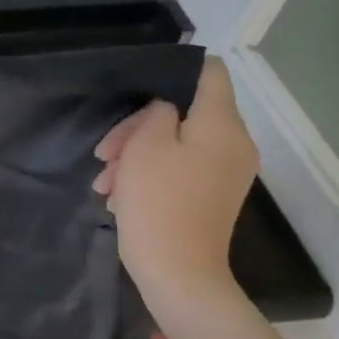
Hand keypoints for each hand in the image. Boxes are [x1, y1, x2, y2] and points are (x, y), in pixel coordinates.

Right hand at [92, 57, 258, 302]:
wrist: (178, 273)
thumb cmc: (159, 201)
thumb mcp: (146, 144)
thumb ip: (157, 112)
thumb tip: (166, 108)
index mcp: (223, 126)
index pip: (212, 72)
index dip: (178, 66)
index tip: (140, 81)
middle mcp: (233, 144)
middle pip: (184, 111)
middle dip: (138, 126)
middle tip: (105, 150)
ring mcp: (224, 173)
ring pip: (175, 142)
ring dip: (136, 154)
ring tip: (105, 179)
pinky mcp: (210, 195)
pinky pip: (179, 168)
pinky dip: (149, 174)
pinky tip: (118, 194)